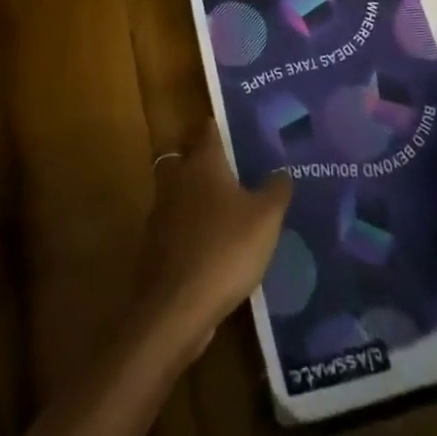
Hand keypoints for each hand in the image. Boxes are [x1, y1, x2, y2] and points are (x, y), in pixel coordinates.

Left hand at [135, 121, 291, 363]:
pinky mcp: (154, 247)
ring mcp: (160, 213)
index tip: (234, 130)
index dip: (220, 127)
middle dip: (198, 159)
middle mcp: (177, 179)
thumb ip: (276, 190)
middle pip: (183, 156)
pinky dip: (186, 230)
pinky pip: (173, 227)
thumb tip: (282, 170)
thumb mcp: (265, 219)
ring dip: (191, 197)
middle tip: (225, 169)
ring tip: (220, 211)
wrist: (176, 308)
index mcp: (202, 162)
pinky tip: (208, 247)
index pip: (208, 130)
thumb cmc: (225, 249)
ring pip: (175, 192)